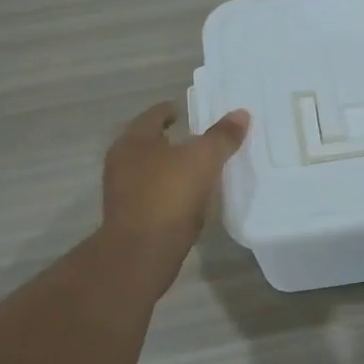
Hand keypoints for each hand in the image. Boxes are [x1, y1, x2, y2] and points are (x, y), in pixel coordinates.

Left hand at [101, 101, 250, 276]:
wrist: (142, 252)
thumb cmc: (169, 195)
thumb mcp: (203, 160)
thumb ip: (222, 137)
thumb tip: (241, 114)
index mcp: (134, 140)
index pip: (154, 115)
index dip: (171, 110)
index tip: (187, 112)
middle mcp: (122, 162)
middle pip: (149, 143)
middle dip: (172, 140)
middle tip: (198, 139)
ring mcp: (123, 191)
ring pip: (150, 170)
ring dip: (170, 168)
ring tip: (198, 169)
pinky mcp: (130, 217)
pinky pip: (153, 195)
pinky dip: (169, 191)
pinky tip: (188, 198)